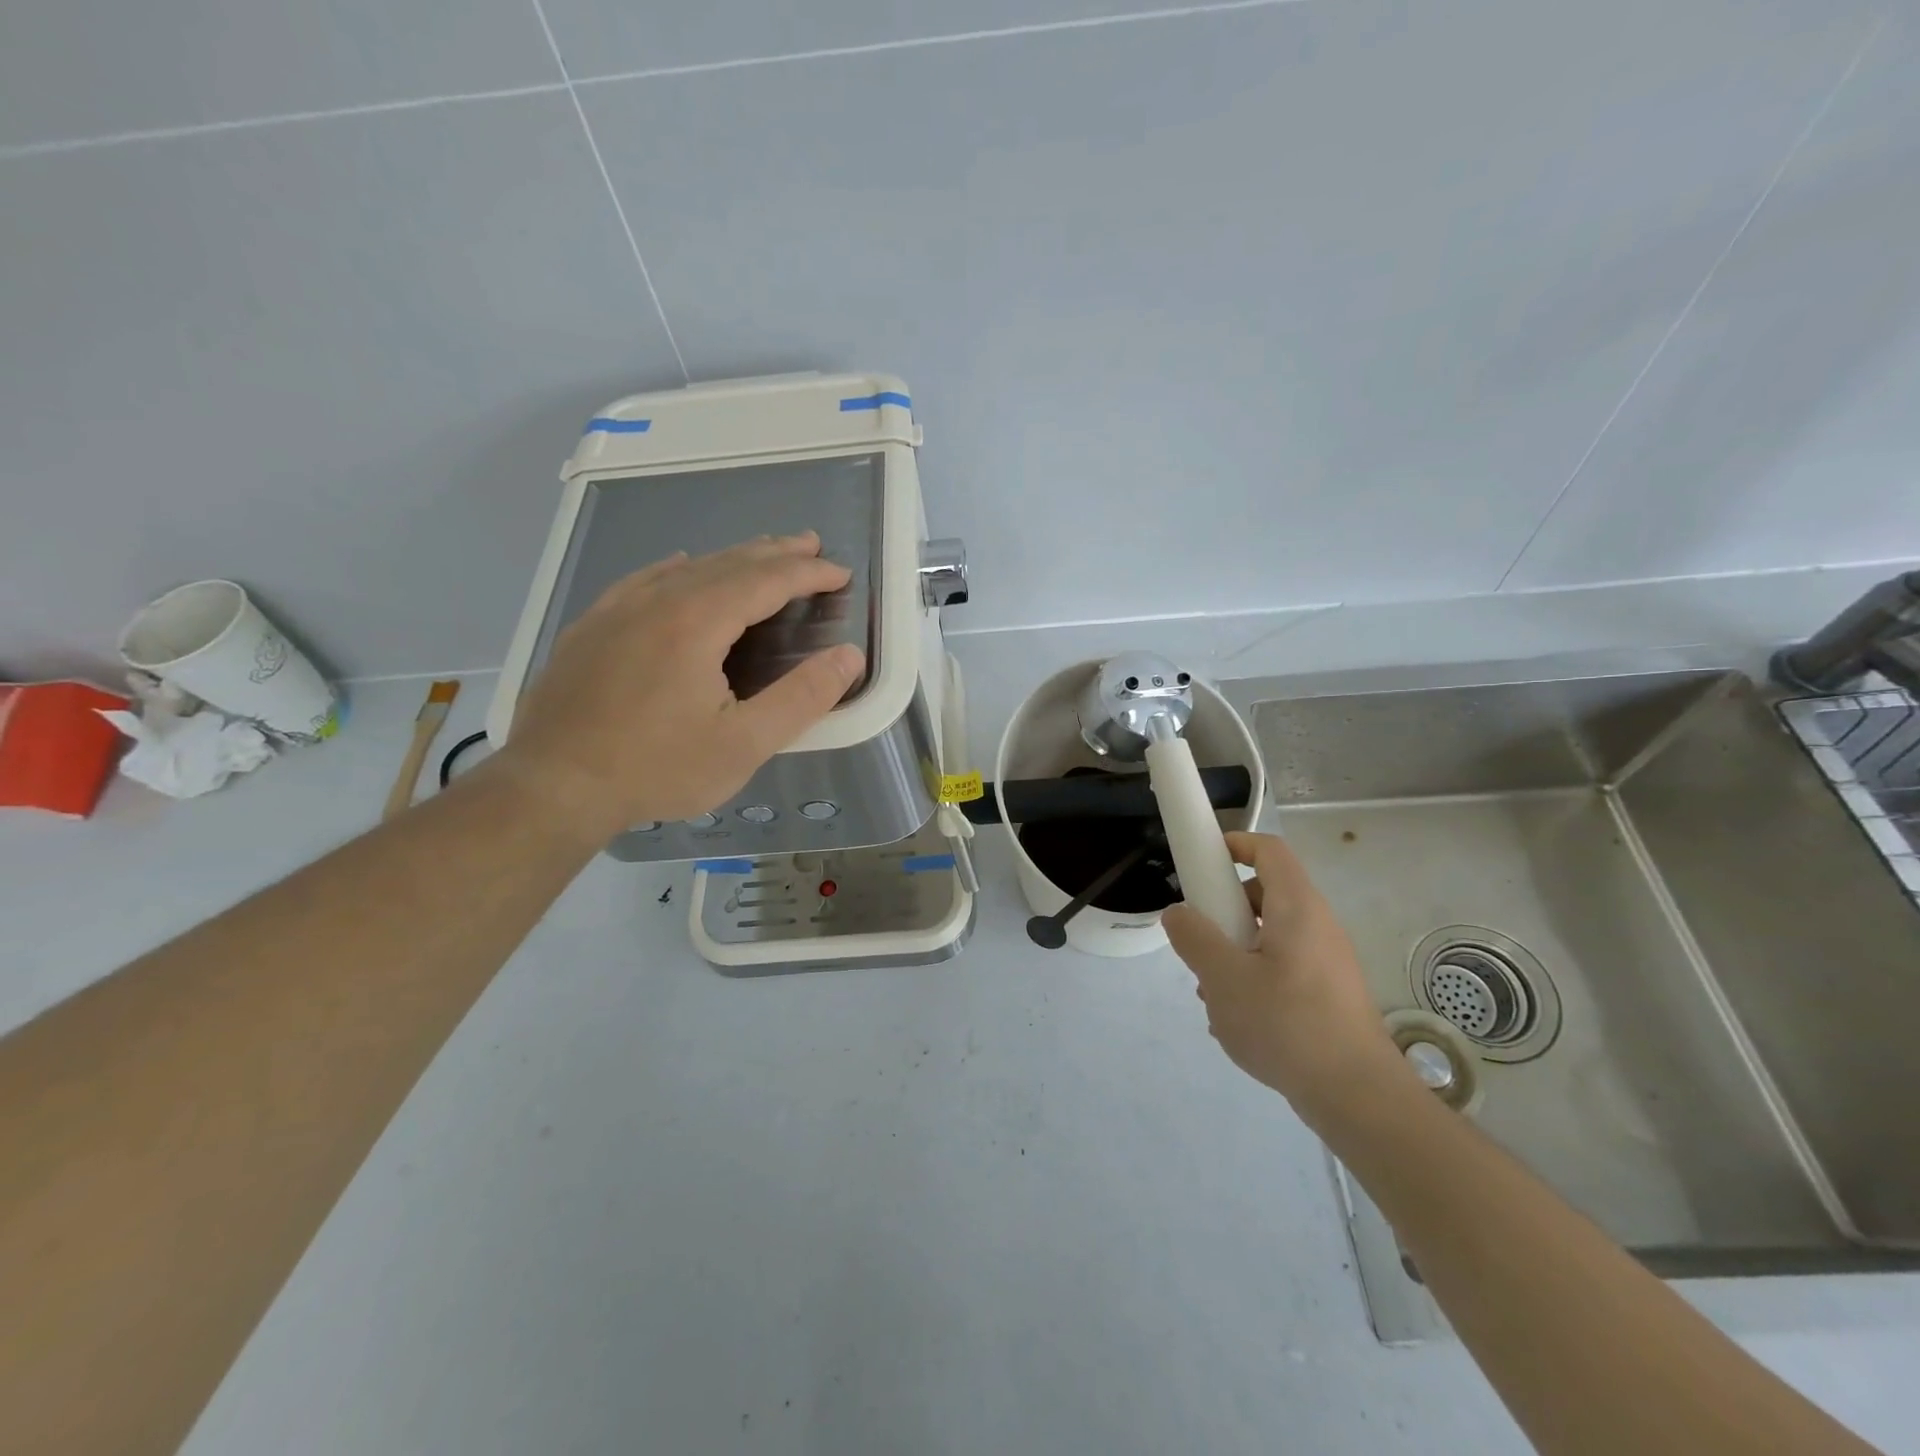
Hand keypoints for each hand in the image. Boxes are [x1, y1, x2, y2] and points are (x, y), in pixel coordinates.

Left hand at [497, 533, 863, 838]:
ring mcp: (616, 611)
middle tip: (810, 544)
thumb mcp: (744, 744)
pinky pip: (643, 581)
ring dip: (731, 558)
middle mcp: (656, 601)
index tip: (841, 573)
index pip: (766, 580)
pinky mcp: (590, 629)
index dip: (808, 573)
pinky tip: (679, 568)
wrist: (552, 787)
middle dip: (775, 553)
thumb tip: (850, 656)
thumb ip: (803, 697)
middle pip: (727, 563)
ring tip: (759, 554)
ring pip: (685, 569)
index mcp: (697, 622)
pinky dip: (677, 570)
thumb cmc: (657, 768)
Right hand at [1163, 832, 1404, 1118]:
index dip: (1234, 844)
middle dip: (1224, 913)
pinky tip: (1239, 1023)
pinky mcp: (1328, 995)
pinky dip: (1255, 980)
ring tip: (1215, 994)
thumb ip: (1194, 938)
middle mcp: (1317, 926)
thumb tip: (1178, 913)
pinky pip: (1282, 969)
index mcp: (1297, 908)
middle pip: (1263, 895)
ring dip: (1234, 953)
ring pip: (1268, 937)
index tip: (1201, 863)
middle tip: (1200, 943)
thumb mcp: (1224, 979)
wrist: (1358, 1098)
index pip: (1269, 850)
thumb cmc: (1288, 1025)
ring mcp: (1326, 962)